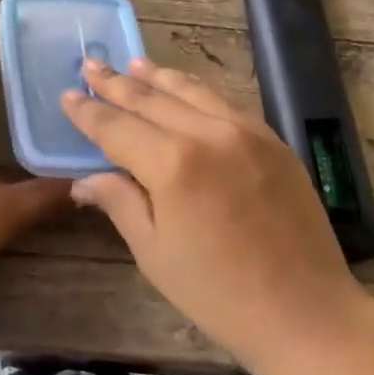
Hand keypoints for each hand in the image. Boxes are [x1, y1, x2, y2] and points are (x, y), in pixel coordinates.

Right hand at [62, 57, 366, 372]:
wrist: (306, 310)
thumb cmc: (218, 293)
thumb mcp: (155, 253)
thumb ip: (120, 203)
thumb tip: (84, 179)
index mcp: (172, 164)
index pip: (117, 127)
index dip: (89, 112)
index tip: (68, 95)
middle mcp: (208, 133)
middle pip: (152, 99)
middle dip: (117, 83)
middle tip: (91, 64)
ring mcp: (246, 131)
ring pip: (192, 91)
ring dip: (158, 76)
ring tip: (133, 64)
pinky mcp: (272, 139)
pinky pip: (225, 103)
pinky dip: (198, 91)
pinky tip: (186, 89)